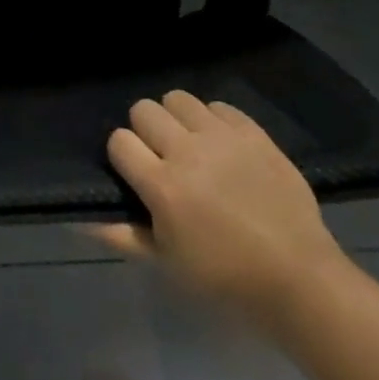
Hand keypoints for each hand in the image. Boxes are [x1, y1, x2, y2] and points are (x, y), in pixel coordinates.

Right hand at [93, 91, 346, 321]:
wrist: (300, 280)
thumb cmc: (227, 279)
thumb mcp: (168, 264)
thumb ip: (122, 235)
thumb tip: (78, 218)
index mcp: (163, 186)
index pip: (119, 140)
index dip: (123, 156)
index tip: (137, 174)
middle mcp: (187, 151)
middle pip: (143, 109)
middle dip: (146, 131)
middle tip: (163, 158)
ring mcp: (222, 137)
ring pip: (177, 98)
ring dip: (177, 119)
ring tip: (192, 145)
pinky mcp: (252, 132)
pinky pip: (218, 105)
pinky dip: (214, 121)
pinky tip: (223, 147)